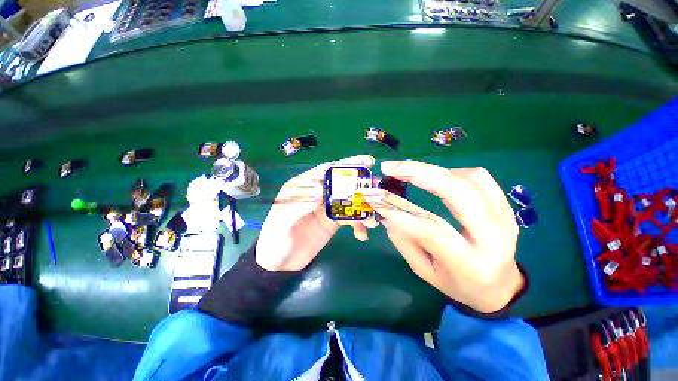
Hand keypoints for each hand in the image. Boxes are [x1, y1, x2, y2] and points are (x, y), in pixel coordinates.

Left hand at [256, 155, 376, 271]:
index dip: (345, 165)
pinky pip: (350, 218)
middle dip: (361, 184)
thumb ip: (299, 205)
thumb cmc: (275, 239)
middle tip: (377, 187)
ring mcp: (327, 207)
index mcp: (304, 186)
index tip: (365, 162)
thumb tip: (320, 191)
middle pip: (342, 183)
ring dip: (364, 206)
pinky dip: (359, 224)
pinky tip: (362, 234)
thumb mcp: (281, 221)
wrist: (279, 262)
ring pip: (350, 200)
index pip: (326, 170)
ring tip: (372, 219)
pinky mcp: (333, 221)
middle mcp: (318, 193)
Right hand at [362, 161, 523, 312]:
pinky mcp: (505, 206)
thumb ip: (404, 241)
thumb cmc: (458, 284)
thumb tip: (385, 212)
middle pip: (458, 191)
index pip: (433, 230)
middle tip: (389, 167)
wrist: (501, 286)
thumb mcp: (425, 271)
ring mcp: (505, 217)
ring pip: (470, 178)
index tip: (376, 197)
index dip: (401, 212)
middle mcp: (494, 237)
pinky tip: (435, 178)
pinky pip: (479, 177)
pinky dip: (451, 171)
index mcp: (471, 263)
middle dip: (418, 172)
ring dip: (433, 170)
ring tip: (409, 173)